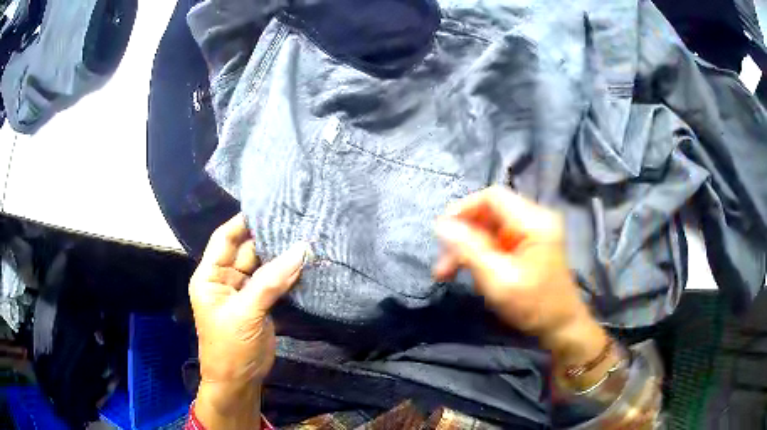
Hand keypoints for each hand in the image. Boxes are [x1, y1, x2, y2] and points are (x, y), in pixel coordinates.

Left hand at [189, 214, 306, 427]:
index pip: (224, 239)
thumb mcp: (246, 313)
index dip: (243, 222)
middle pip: (246, 250)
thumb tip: (301, 249)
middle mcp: (225, 278)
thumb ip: (271, 282)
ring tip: (304, 236)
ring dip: (280, 255)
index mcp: (210, 276)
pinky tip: (303, 262)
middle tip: (295, 219)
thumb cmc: (230, 347)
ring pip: (262, 265)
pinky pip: (273, 282)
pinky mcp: (260, 303)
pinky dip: (287, 274)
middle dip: (268, 237)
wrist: (239, 381)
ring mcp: (244, 291)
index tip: (269, 206)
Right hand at [434, 187, 613, 387]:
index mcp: (534, 221)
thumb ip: (469, 249)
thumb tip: (441, 224)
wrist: (561, 327)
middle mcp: (535, 219)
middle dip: (462, 237)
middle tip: (442, 266)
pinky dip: (480, 255)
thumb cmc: (534, 305)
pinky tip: (471, 274)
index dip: (463, 209)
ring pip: (489, 229)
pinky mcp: (528, 246)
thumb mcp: (498, 279)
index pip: (492, 197)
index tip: (442, 233)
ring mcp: (532, 233)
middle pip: (489, 214)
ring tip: (447, 274)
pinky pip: (496, 242)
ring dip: (467, 248)